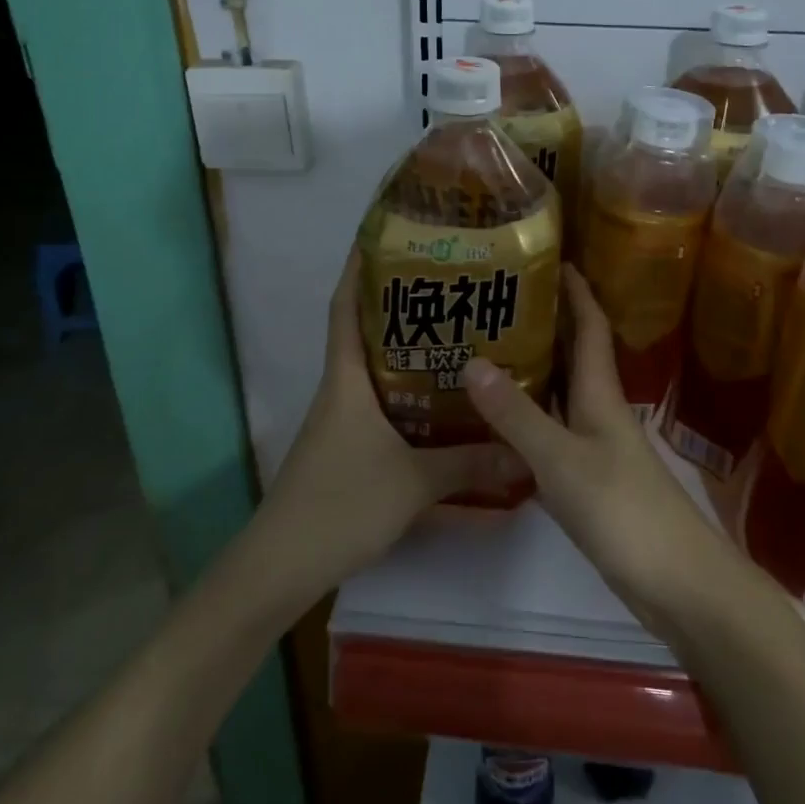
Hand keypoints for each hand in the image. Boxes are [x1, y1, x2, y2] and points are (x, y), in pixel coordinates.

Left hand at [258, 249, 525, 596]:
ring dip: (407, 353)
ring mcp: (340, 423)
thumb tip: (522, 451)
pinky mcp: (346, 451)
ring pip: (376, 373)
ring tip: (455, 337)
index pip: (345, 308)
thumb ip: (468, 464)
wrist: (281, 567)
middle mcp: (340, 392)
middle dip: (399, 307)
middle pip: (365, 334)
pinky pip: (381, 408)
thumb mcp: (413, 482)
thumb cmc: (340, 505)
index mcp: (345, 380)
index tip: (384, 237)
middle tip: (448, 286)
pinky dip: (407, 398)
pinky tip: (441, 407)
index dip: (358, 269)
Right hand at [462, 267, 729, 635]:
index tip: (553, 258)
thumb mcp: (562, 460)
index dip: (576, 290)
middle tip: (498, 299)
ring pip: (562, 392)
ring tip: (487, 348)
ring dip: (534, 368)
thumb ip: (517, 415)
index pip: (591, 326)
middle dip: (547, 321)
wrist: (678, 584)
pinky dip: (529, 416)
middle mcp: (600, 410)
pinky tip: (500, 420)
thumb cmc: (624, 511)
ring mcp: (597, 446)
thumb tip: (471, 360)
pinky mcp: (590, 479)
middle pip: (575, 354)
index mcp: (601, 393)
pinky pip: (554, 430)